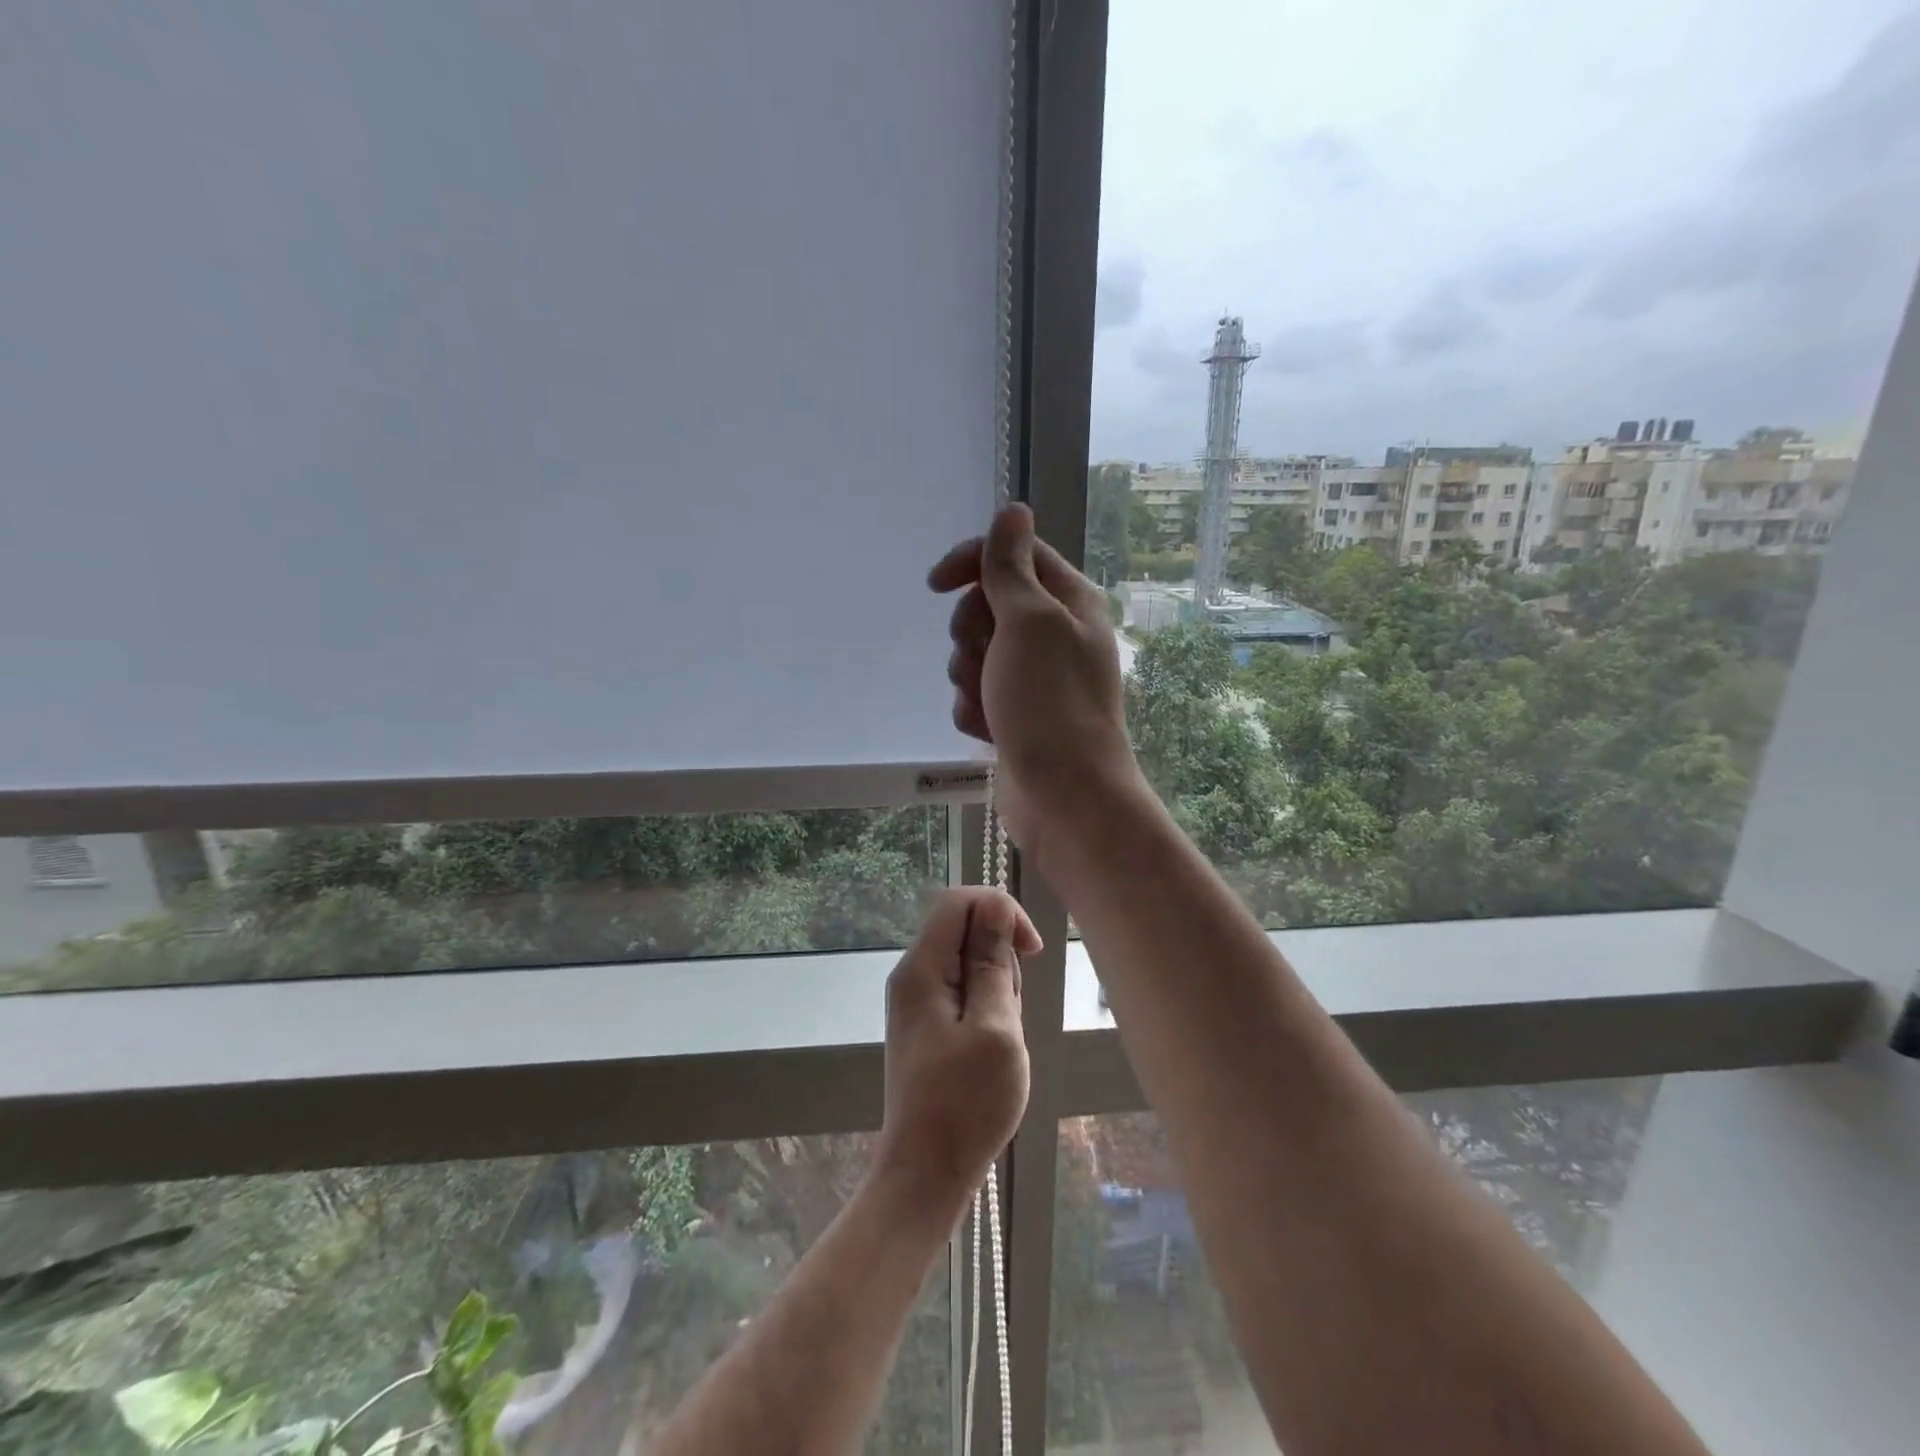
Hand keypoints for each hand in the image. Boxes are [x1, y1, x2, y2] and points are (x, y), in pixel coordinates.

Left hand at [875, 888, 1040, 1205]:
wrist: (927, 1173)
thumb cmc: (966, 1103)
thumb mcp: (994, 1027)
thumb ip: (993, 962)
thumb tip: (995, 906)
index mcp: (922, 968)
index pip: (958, 901)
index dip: (999, 909)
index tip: (1032, 949)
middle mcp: (913, 975)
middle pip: (964, 930)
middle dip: (1001, 958)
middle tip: (1010, 1013)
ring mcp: (918, 1001)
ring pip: (969, 963)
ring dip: (998, 988)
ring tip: (1001, 1039)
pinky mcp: (928, 1025)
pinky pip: (965, 993)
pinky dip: (988, 1009)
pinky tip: (992, 1048)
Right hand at [928, 503, 1140, 853]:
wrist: (1065, 795)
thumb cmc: (1049, 701)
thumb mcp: (1028, 621)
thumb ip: (1011, 566)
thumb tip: (1013, 509)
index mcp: (1068, 602)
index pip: (1014, 555)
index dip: (973, 562)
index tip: (936, 585)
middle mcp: (1055, 635)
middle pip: (989, 606)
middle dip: (970, 632)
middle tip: (980, 656)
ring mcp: (1036, 679)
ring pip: (976, 654)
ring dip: (968, 676)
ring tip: (987, 702)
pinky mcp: (1018, 716)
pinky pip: (977, 695)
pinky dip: (974, 710)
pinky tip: (988, 732)